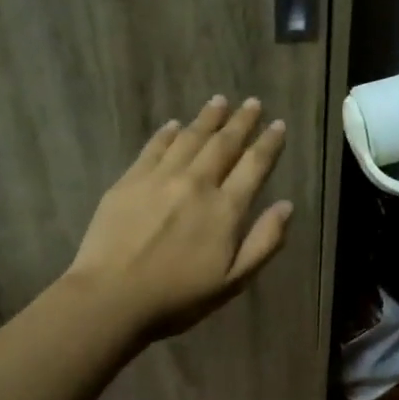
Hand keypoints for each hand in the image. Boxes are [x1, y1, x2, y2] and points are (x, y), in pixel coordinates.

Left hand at [67, 95, 291, 339]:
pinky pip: (154, 147)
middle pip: (224, 144)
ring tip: (220, 101)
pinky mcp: (130, 181)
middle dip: (241, 122)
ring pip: (190, 138)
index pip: (254, 165)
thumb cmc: (177, 298)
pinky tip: (174, 124)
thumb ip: (264, 242)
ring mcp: (160, 178)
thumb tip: (286, 205)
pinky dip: (168, 133)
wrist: (111, 298)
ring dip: (208, 118)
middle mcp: (197, 184)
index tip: (278, 124)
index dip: (269, 143)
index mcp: (225, 209)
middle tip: (252, 103)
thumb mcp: (233, 281)